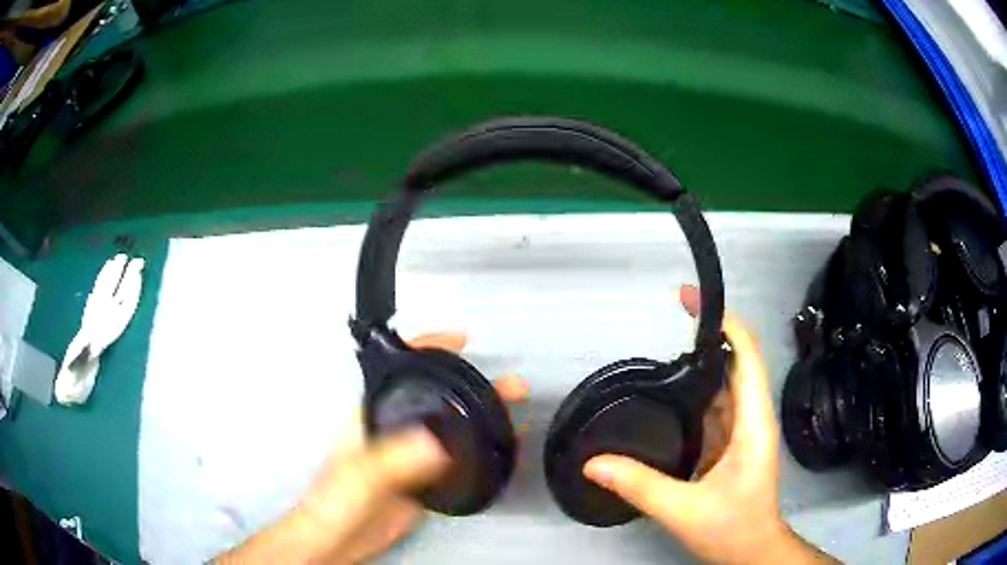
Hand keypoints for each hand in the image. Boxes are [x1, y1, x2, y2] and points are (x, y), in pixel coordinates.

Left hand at [217, 332, 528, 563]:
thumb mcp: (362, 475)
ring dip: (479, 415)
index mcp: (372, 415)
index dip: (430, 348)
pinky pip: (455, 458)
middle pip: (436, 396)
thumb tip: (436, 441)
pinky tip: (494, 449)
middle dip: (472, 384)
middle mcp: (393, 428)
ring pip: (450, 426)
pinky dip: (477, 449)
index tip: (461, 339)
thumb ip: (395, 458)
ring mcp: (409, 455)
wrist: (337, 539)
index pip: (403, 370)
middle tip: (507, 385)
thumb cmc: (333, 502)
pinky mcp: (421, 480)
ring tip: (510, 412)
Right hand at [583, 285, 833, 564]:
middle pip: (734, 363)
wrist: (752, 551)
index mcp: (752, 422)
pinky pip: (713, 408)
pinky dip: (692, 396)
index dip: (723, 322)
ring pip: (722, 386)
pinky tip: (665, 398)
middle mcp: (750, 418)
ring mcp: (741, 430)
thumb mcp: (683, 510)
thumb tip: (593, 463)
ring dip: (697, 367)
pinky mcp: (730, 444)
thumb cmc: (731, 528)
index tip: (688, 301)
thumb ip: (639, 485)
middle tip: (665, 320)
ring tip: (659, 354)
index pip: (746, 356)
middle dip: (704, 338)